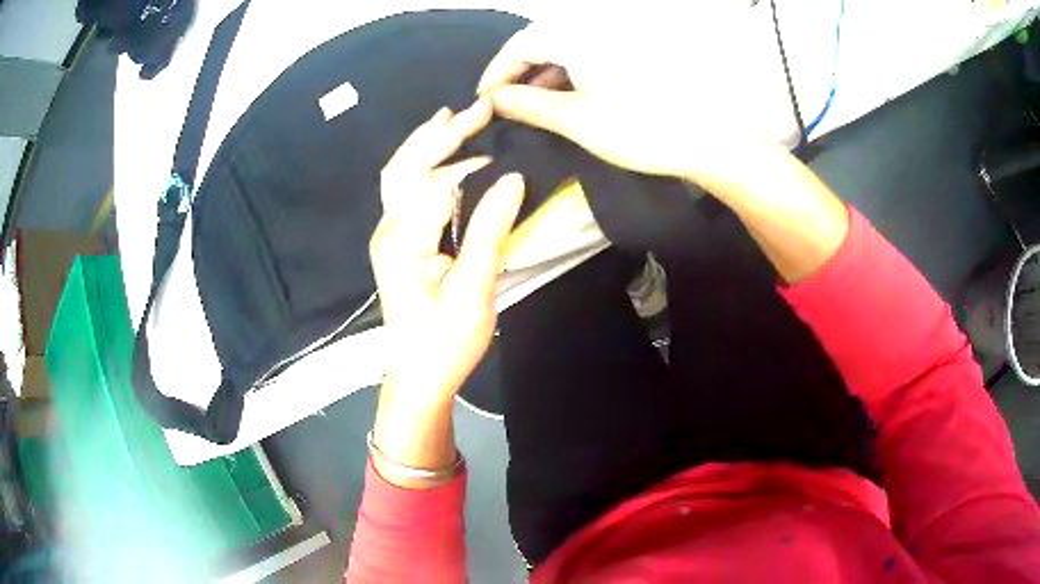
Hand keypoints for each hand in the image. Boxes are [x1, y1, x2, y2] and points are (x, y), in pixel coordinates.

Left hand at [369, 99, 523, 474]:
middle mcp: (388, 229)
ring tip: (454, 119)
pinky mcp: (395, 242)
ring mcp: (387, 235)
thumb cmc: (446, 341)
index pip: (438, 181)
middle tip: (477, 108)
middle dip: (440, 133)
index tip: (505, 140)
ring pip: (400, 174)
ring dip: (426, 144)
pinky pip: (404, 191)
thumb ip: (489, 231)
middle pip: (406, 166)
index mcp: (403, 240)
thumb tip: (511, 178)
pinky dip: (423, 165)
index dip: (471, 158)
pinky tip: (442, 157)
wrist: (418, 375)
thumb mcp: (474, 291)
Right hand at [476, 15, 799, 182]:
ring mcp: (615, 43)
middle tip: (503, 107)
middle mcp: (595, 30)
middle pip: (541, 44)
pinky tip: (562, 100)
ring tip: (529, 108)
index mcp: (579, 36)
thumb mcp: (575, 120)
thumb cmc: (638, 130)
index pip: (521, 44)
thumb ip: (527, 105)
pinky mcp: (629, 57)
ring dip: (542, 77)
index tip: (482, 100)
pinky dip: (567, 78)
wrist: (704, 142)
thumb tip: (491, 99)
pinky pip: (586, 59)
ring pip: (564, 52)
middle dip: (518, 75)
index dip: (496, 71)